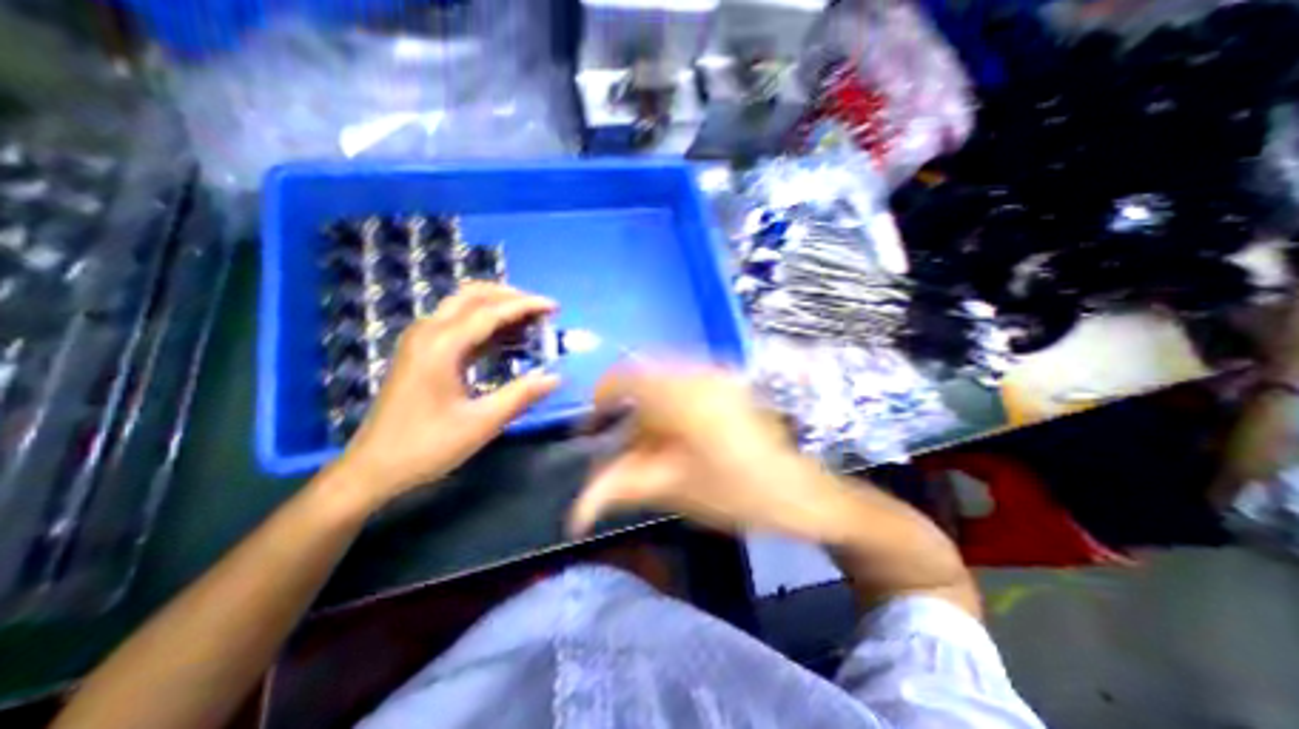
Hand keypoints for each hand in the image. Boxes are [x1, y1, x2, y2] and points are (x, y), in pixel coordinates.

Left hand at [330, 281, 557, 508]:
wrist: (373, 468)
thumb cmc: (426, 446)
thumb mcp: (481, 423)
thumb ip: (521, 395)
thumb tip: (555, 376)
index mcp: (442, 346)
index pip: (491, 312)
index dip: (526, 306)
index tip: (554, 307)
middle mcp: (428, 333)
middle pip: (473, 296)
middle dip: (511, 297)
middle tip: (541, 311)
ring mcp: (421, 340)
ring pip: (463, 306)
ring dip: (498, 307)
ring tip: (530, 323)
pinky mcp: (421, 352)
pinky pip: (458, 323)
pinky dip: (485, 323)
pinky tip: (506, 339)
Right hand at [570, 369, 842, 537]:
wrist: (799, 492)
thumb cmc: (738, 493)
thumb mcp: (674, 489)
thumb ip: (621, 489)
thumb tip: (576, 512)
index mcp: (683, 395)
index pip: (626, 377)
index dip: (603, 396)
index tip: (596, 425)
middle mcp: (699, 373)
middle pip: (644, 380)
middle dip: (629, 413)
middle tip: (627, 448)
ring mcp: (718, 374)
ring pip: (664, 382)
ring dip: (650, 411)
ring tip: (654, 448)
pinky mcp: (729, 383)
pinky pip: (685, 384)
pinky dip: (670, 407)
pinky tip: (679, 437)